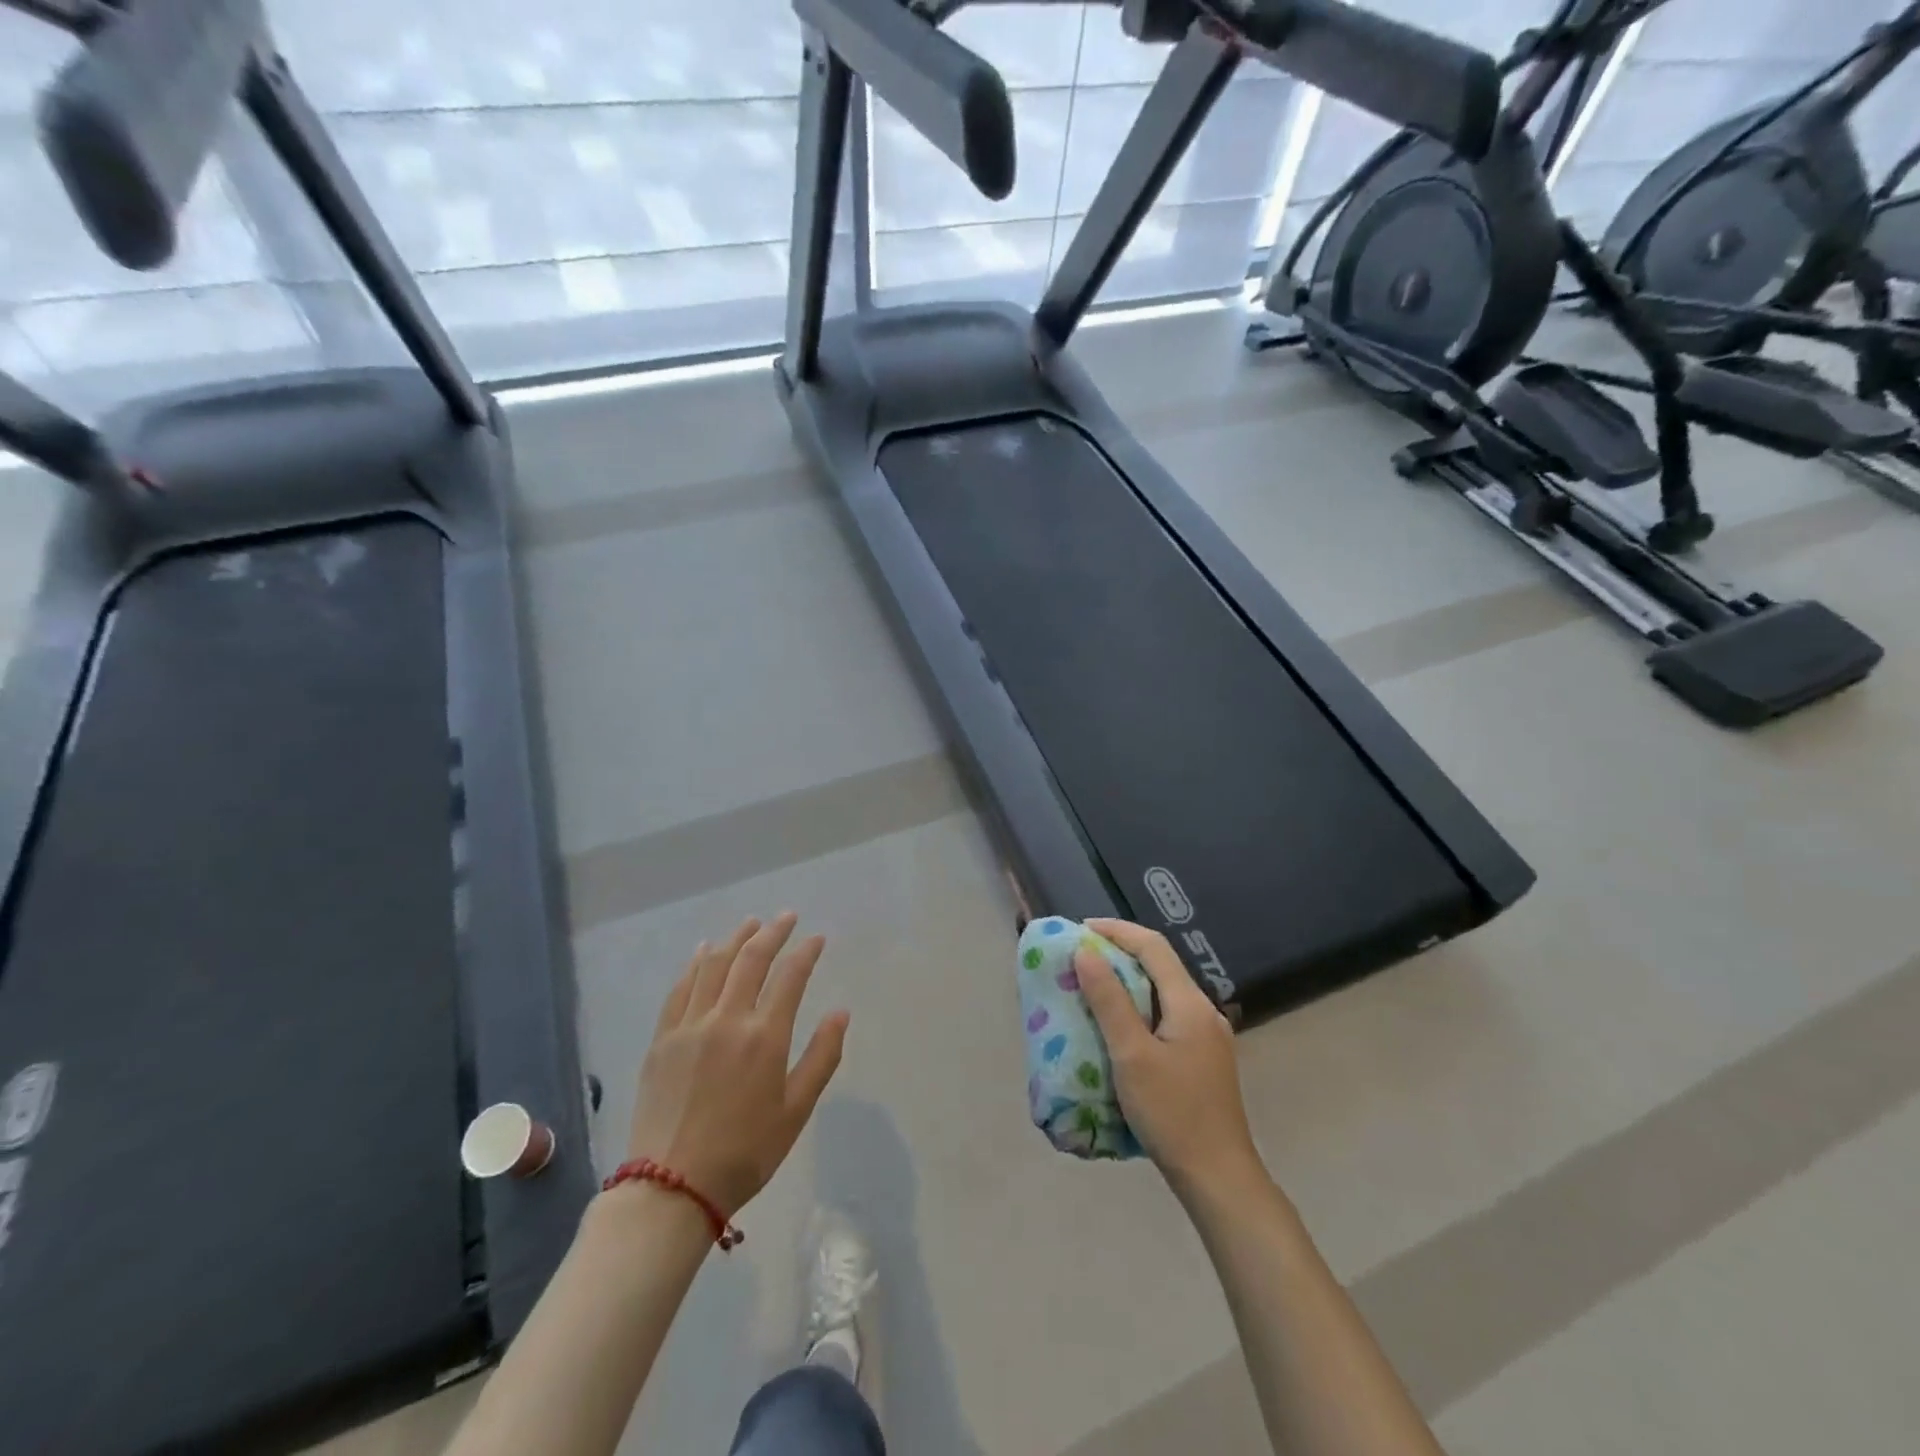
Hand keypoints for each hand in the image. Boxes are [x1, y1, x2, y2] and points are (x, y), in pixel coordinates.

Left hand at [625, 913, 848, 1217]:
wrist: (671, 1188)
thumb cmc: (745, 1153)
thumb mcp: (796, 1111)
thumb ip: (822, 1057)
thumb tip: (841, 1012)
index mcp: (764, 1037)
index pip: (790, 976)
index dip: (806, 951)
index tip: (817, 938)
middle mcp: (726, 1019)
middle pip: (751, 959)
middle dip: (773, 932)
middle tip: (787, 917)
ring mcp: (689, 1025)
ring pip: (714, 965)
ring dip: (736, 938)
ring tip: (752, 923)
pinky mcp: (662, 1038)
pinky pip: (680, 988)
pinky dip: (695, 963)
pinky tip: (704, 951)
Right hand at [1073, 919, 1264, 1198]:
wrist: (1219, 1178)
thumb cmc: (1172, 1113)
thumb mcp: (1131, 1055)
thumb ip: (1109, 1000)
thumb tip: (1086, 952)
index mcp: (1190, 1003)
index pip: (1153, 946)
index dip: (1116, 930)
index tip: (1080, 929)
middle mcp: (1203, 1011)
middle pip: (1159, 965)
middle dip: (1119, 954)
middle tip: (1080, 957)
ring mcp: (1206, 1036)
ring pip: (1162, 992)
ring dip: (1127, 981)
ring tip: (1091, 986)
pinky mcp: (1202, 1058)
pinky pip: (1165, 1016)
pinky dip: (1137, 1008)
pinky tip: (1117, 1026)